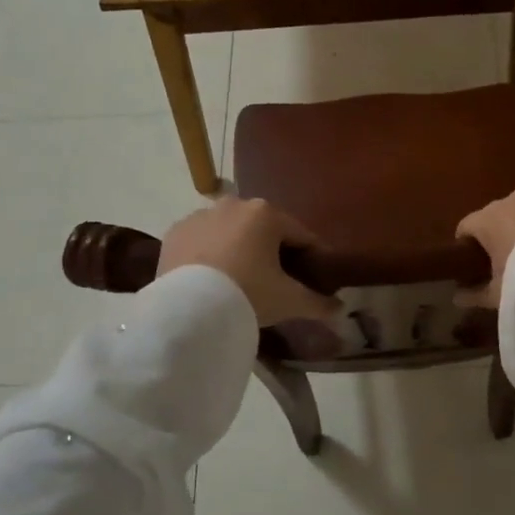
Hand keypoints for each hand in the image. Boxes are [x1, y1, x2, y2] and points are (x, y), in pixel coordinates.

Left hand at [158, 197, 341, 325]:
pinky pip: (202, 242)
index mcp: (266, 213)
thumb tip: (340, 309)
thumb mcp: (289, 300)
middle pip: (264, 230)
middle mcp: (233, 204)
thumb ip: (318, 302)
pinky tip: (213, 279)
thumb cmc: (248, 294)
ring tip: (242, 282)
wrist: (189, 310)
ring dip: (239, 250)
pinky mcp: (175, 233)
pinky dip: (210, 255)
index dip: (312, 257)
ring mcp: (200, 216)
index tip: (316, 277)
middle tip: (278, 282)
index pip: (301, 235)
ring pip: (230, 233)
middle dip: (273, 251)